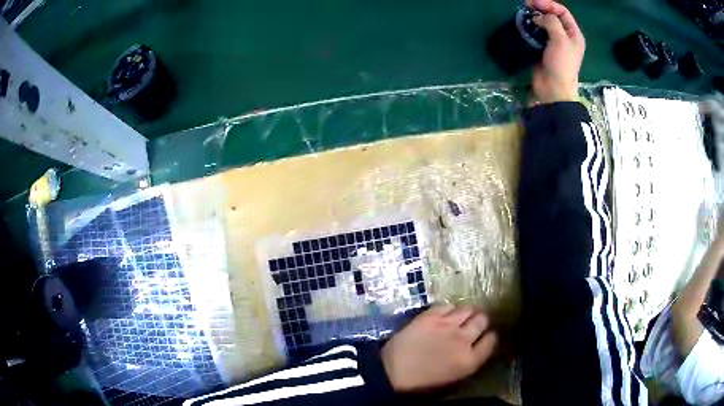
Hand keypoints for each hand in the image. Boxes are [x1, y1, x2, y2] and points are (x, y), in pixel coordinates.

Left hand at [380, 304, 496, 391]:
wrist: (392, 372)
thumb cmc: (421, 383)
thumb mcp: (453, 379)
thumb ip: (469, 361)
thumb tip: (476, 348)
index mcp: (470, 360)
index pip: (492, 340)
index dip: (489, 336)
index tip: (485, 336)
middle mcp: (464, 339)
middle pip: (483, 320)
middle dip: (480, 321)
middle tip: (472, 324)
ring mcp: (447, 325)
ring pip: (468, 308)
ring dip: (466, 313)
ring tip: (458, 318)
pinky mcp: (430, 316)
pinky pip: (447, 305)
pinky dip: (447, 310)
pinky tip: (442, 316)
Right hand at [526, 0, 584, 103]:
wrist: (553, 89)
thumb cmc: (561, 65)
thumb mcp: (560, 40)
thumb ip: (551, 22)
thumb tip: (539, 17)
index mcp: (574, 34)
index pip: (562, 12)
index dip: (549, 4)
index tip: (534, 3)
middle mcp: (565, 36)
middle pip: (553, 15)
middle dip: (540, 8)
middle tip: (526, 5)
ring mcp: (554, 42)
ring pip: (543, 23)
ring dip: (534, 17)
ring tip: (524, 14)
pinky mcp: (543, 48)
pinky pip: (537, 33)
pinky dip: (530, 28)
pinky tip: (524, 26)